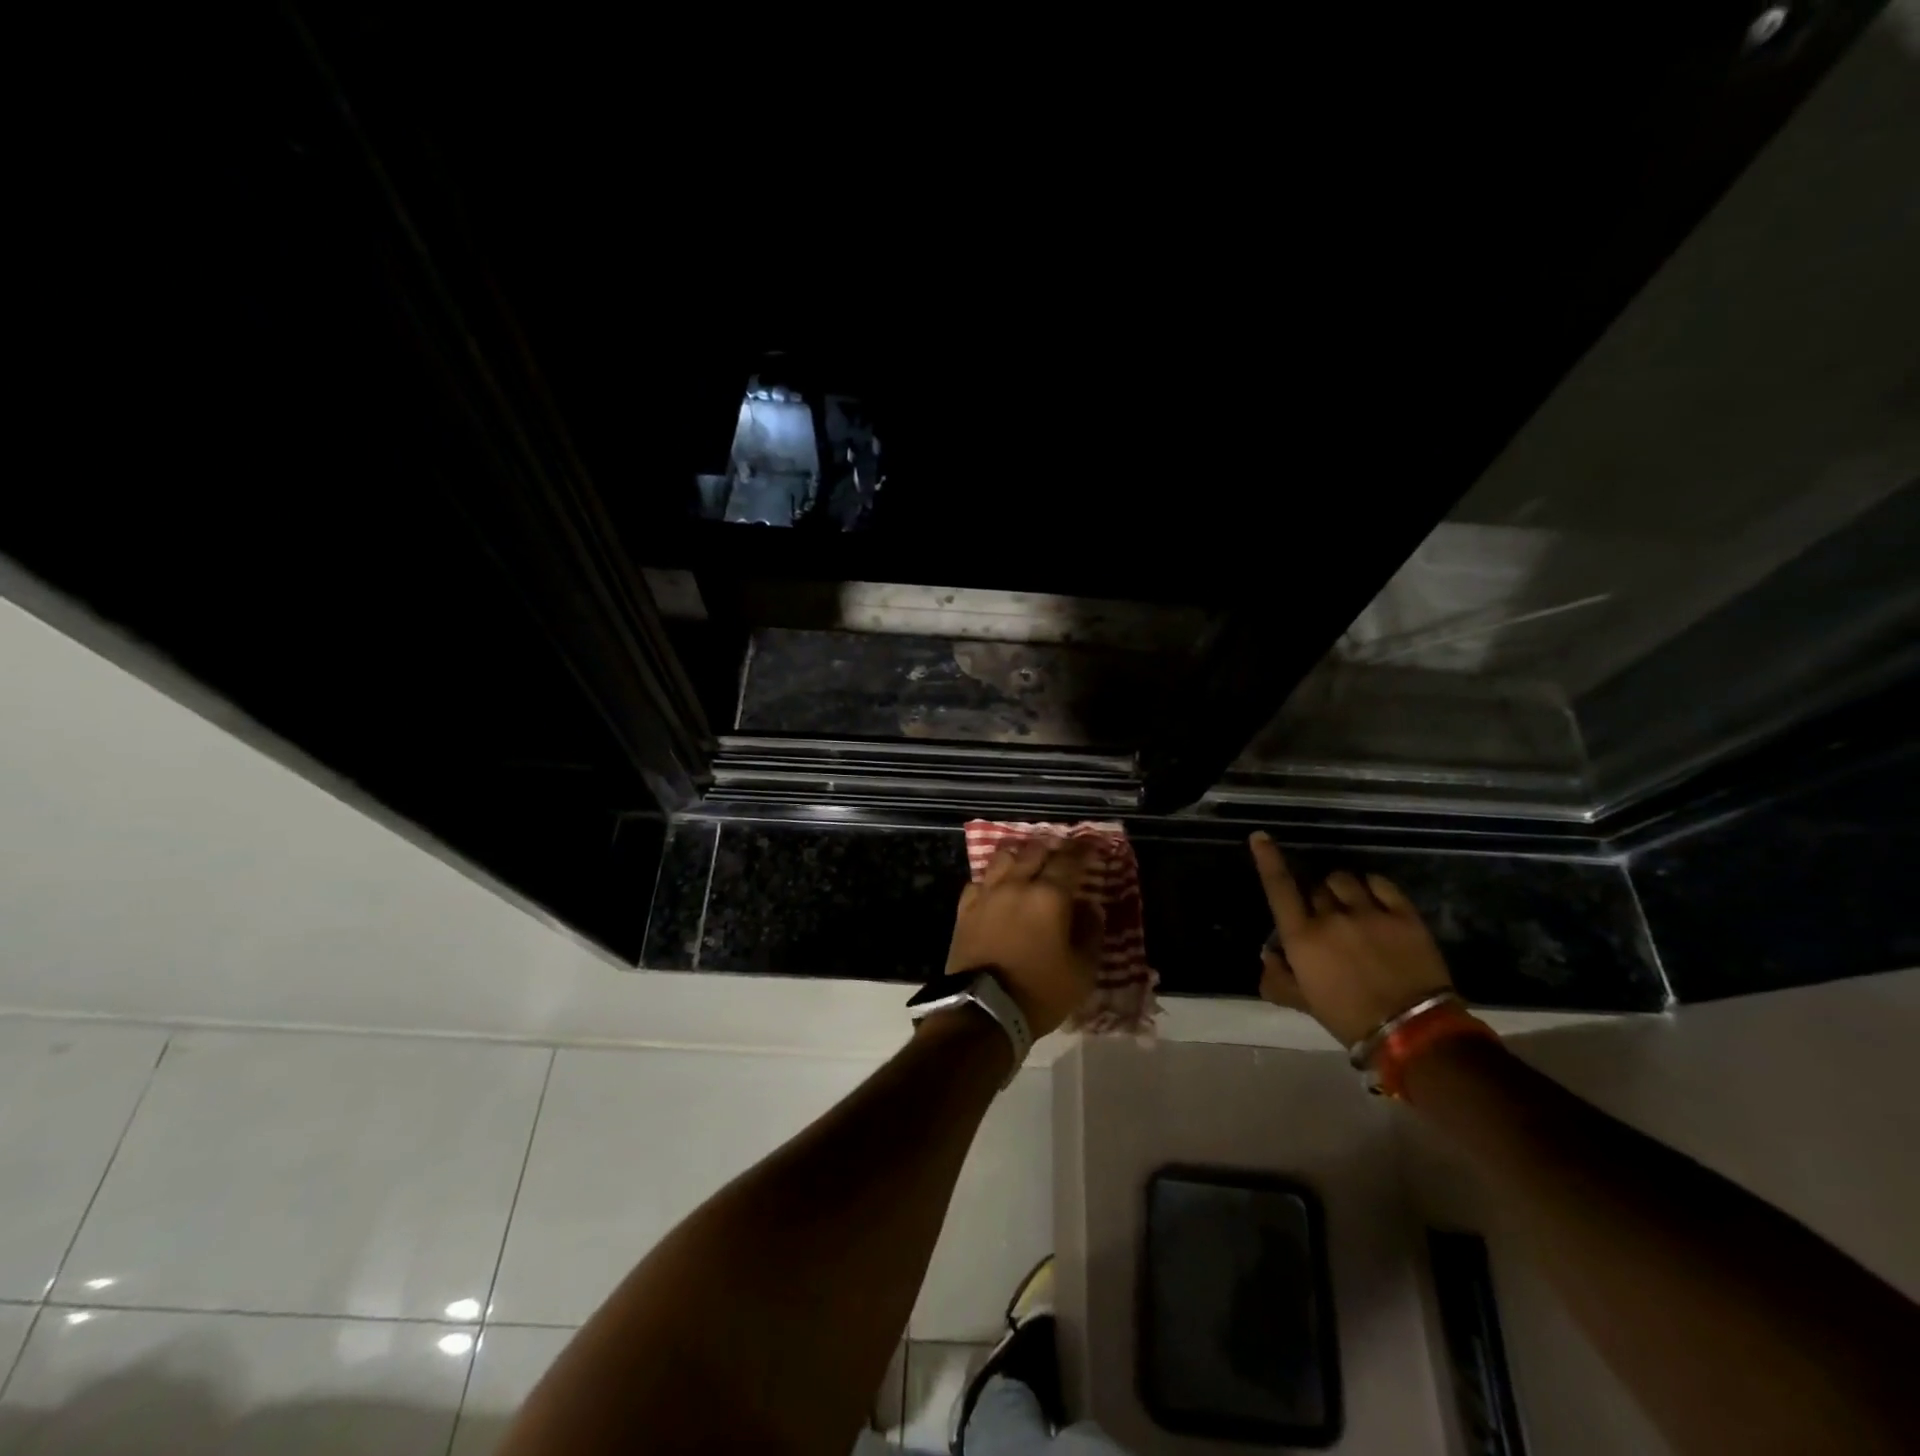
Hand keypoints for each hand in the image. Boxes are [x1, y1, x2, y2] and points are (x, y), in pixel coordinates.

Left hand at [946, 838, 1102, 1037]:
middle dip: (1051, 848)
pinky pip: (979, 881)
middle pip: (1034, 851)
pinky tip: (997, 888)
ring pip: (1003, 858)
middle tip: (1061, 853)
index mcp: (1049, 896)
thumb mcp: (1081, 971)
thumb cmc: (1040, 992)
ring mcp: (987, 894)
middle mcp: (1016, 885)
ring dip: (1019, 856)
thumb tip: (1090, 906)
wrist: (984, 1010)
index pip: (1069, 859)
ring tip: (1027, 863)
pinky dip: (992, 879)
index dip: (1082, 849)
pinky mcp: (965, 909)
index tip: (1090, 844)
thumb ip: (1090, 932)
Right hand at [1249, 831, 1454, 1045]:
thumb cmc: (1350, 1020)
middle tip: (1326, 922)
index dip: (1268, 859)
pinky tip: (1374, 900)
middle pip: (1315, 888)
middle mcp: (1331, 917)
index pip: (1278, 887)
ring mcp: (1369, 913)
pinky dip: (1372, 887)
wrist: (1414, 1032)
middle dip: (1315, 900)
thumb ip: (1278, 979)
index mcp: (1302, 938)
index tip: (1261, 836)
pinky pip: (1380, 884)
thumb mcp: (1305, 1004)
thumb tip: (1268, 956)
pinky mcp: (1403, 915)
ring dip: (1341, 890)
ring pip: (1344, 881)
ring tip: (1351, 908)